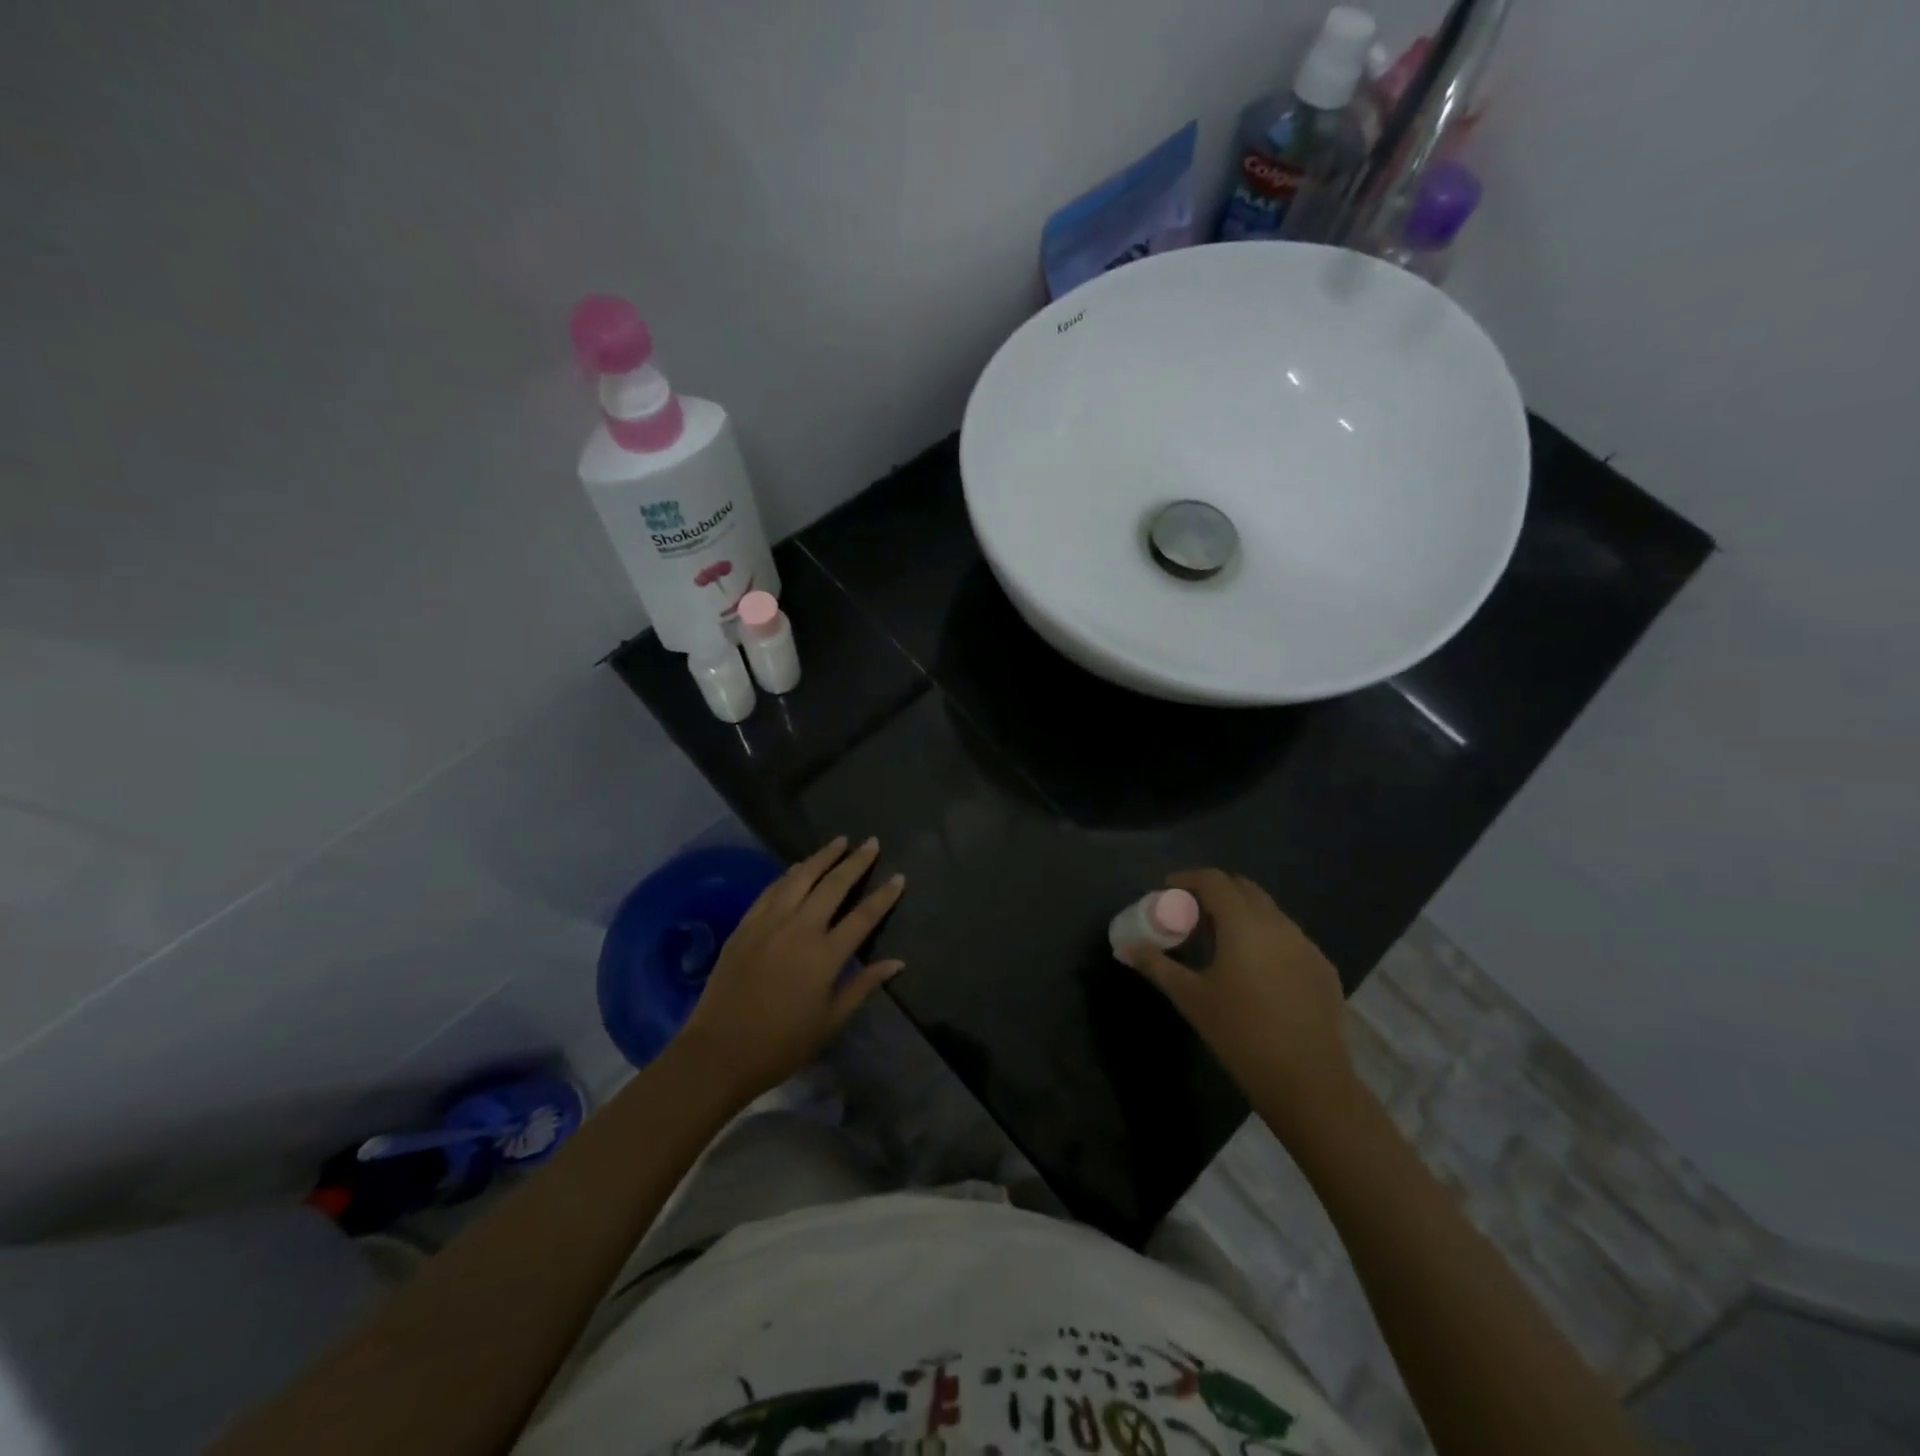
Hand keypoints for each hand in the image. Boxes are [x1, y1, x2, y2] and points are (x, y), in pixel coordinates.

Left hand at [676, 837, 905, 1103]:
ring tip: (839, 841)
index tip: (900, 877)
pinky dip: (789, 873)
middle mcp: (799, 929)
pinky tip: (799, 866)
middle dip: (856, 862)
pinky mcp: (745, 925)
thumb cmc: (782, 1044)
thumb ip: (864, 986)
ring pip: (800, 877)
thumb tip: (897, 962)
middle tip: (872, 843)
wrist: (719, 1051)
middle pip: (833, 885)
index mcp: (825, 956)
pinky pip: (771, 890)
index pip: (864, 916)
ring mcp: (769, 923)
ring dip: (822, 857)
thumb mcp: (831, 1022)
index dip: (884, 895)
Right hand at [1121, 869, 1359, 1138]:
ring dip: (1243, 915)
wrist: (1307, 1081)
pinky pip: (1290, 938)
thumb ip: (1156, 965)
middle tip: (1193, 915)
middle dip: (1217, 892)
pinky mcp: (1324, 968)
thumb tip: (1126, 948)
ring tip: (1223, 943)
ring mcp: (1307, 945)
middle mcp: (1279, 924)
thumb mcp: (1191, 998)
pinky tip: (1257, 971)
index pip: (1214, 880)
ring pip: (1270, 913)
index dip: (1189, 878)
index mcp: (1244, 924)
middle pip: (1245, 889)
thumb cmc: (1240, 1033)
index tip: (1169, 890)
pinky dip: (1267, 939)